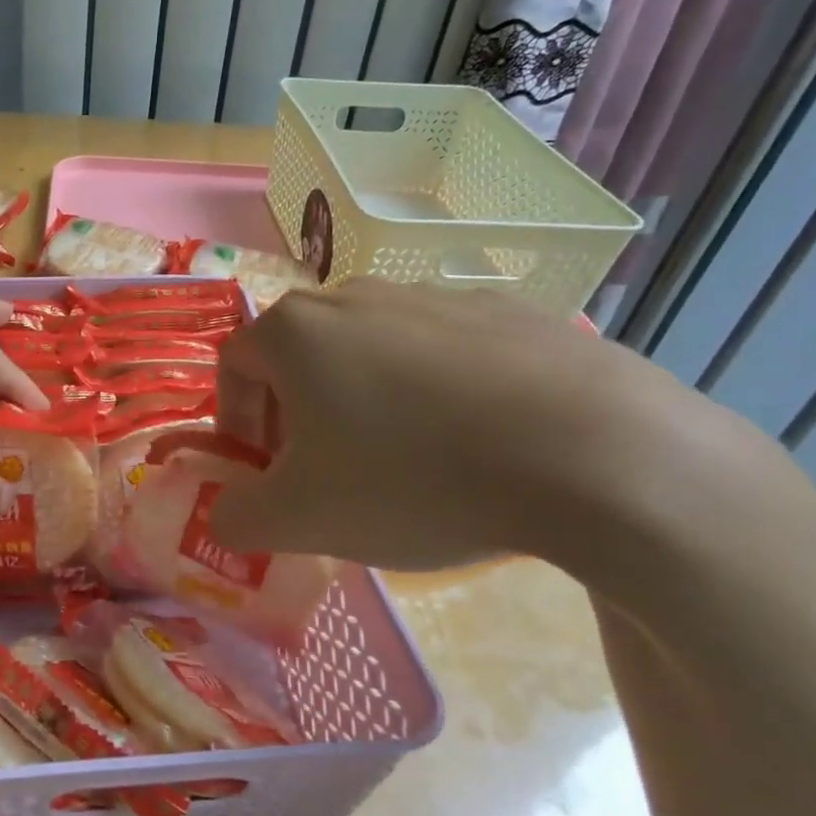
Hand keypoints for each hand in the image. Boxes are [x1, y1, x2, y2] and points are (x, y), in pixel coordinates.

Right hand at [208, 279, 710, 575]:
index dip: (236, 423)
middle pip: (301, 358)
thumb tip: (223, 515)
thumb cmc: (413, 479)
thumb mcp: (301, 520)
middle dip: (297, 419)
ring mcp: (437, 296)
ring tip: (405, 466)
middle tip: (327, 478)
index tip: (264, 474)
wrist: (592, 454)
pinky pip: (443, 355)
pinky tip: (473, 446)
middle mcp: (357, 295)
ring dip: (365, 406)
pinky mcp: (507, 311)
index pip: (234, 366)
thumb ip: (235, 518)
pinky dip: (435, 396)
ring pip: (372, 354)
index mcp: (297, 330)